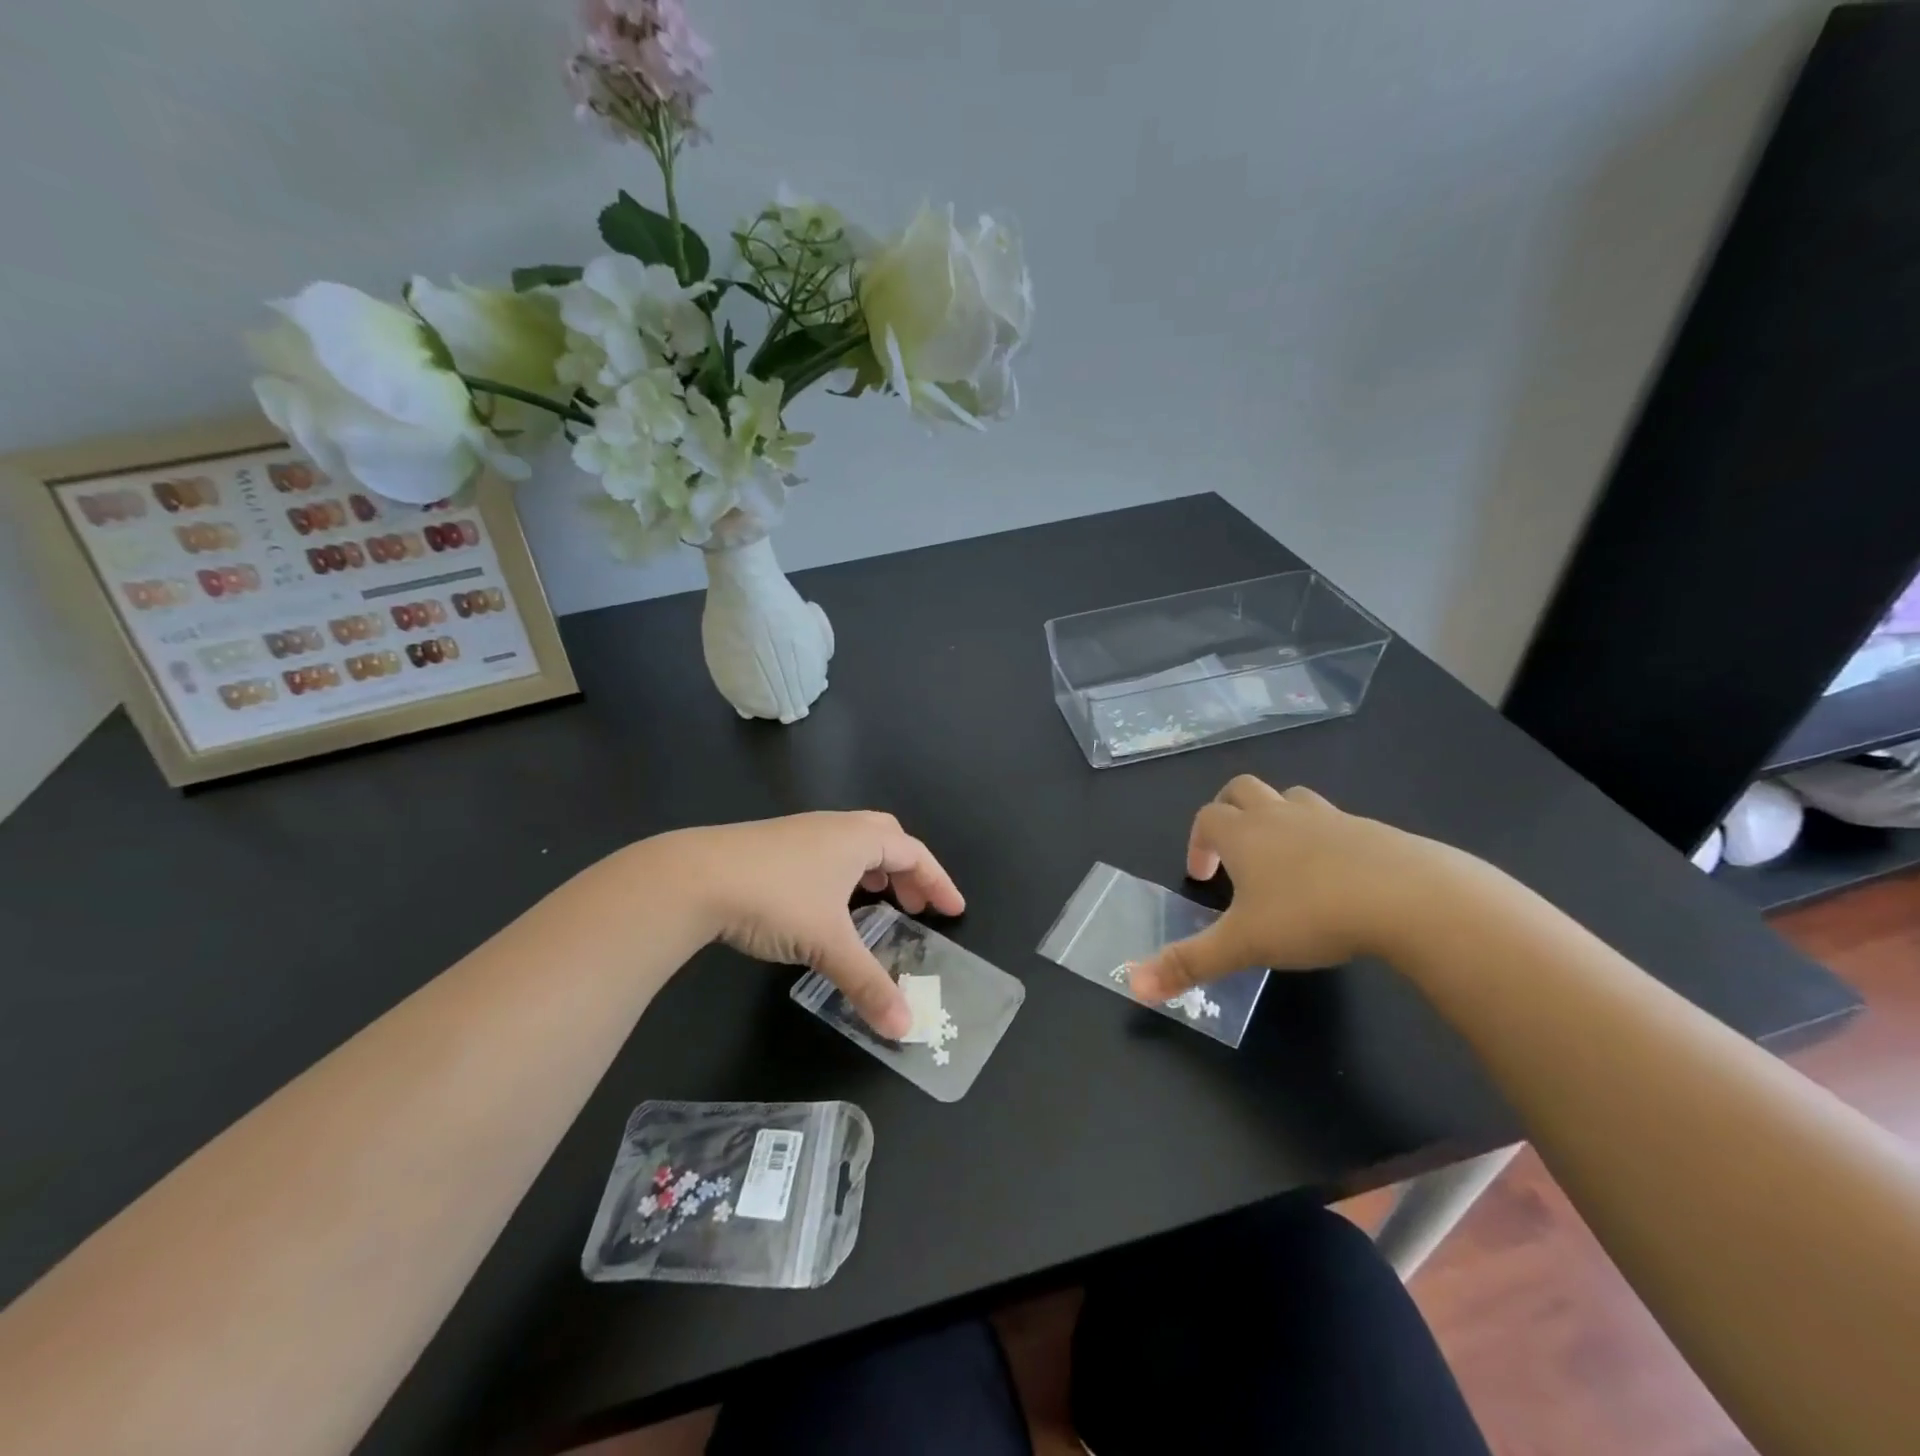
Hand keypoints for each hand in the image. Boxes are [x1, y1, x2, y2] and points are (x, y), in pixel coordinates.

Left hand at [662, 811, 964, 1037]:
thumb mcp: (828, 944)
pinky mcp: (772, 844)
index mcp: (858, 838)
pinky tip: (826, 902)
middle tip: (914, 906)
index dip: (938, 882)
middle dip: (907, 871)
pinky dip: (844, 872)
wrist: (694, 877)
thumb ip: (868, 984)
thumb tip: (904, 1026)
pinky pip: (827, 851)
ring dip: (874, 869)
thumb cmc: (776, 899)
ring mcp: (800, 831)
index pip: (914, 853)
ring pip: (853, 842)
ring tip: (877, 900)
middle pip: (887, 838)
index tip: (953, 910)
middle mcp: (834, 827)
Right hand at [1128, 777, 1436, 1001]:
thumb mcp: (1243, 945)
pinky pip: (1336, 822)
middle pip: (1242, 789)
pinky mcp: (1372, 830)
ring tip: (1283, 859)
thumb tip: (1132, 984)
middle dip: (1229, 812)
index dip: (1197, 843)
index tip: (1203, 877)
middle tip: (1233, 853)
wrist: (1409, 897)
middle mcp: (1281, 815)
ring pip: (1290, 798)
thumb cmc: (1311, 914)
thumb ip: (1188, 963)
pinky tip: (1337, 878)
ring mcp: (1330, 817)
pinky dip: (1324, 838)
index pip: (1207, 818)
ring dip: (1277, 818)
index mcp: (1245, 834)